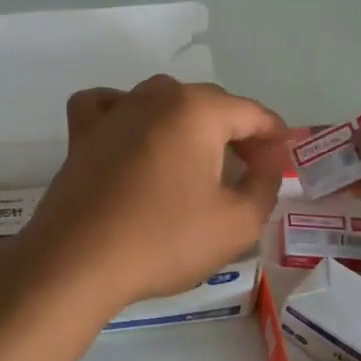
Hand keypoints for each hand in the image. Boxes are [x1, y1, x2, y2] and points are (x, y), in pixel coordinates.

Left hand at [18, 76, 287, 314]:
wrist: (77, 262)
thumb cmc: (164, 241)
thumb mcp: (237, 223)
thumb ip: (265, 186)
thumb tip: (268, 162)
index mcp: (198, 110)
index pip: (252, 114)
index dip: (275, 137)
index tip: (283, 162)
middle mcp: (155, 97)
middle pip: (210, 105)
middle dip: (236, 133)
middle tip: (249, 171)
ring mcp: (114, 112)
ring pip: (163, 102)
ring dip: (188, 125)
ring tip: (197, 161)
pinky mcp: (82, 134)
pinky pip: (110, 107)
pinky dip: (127, 116)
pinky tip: (133, 138)